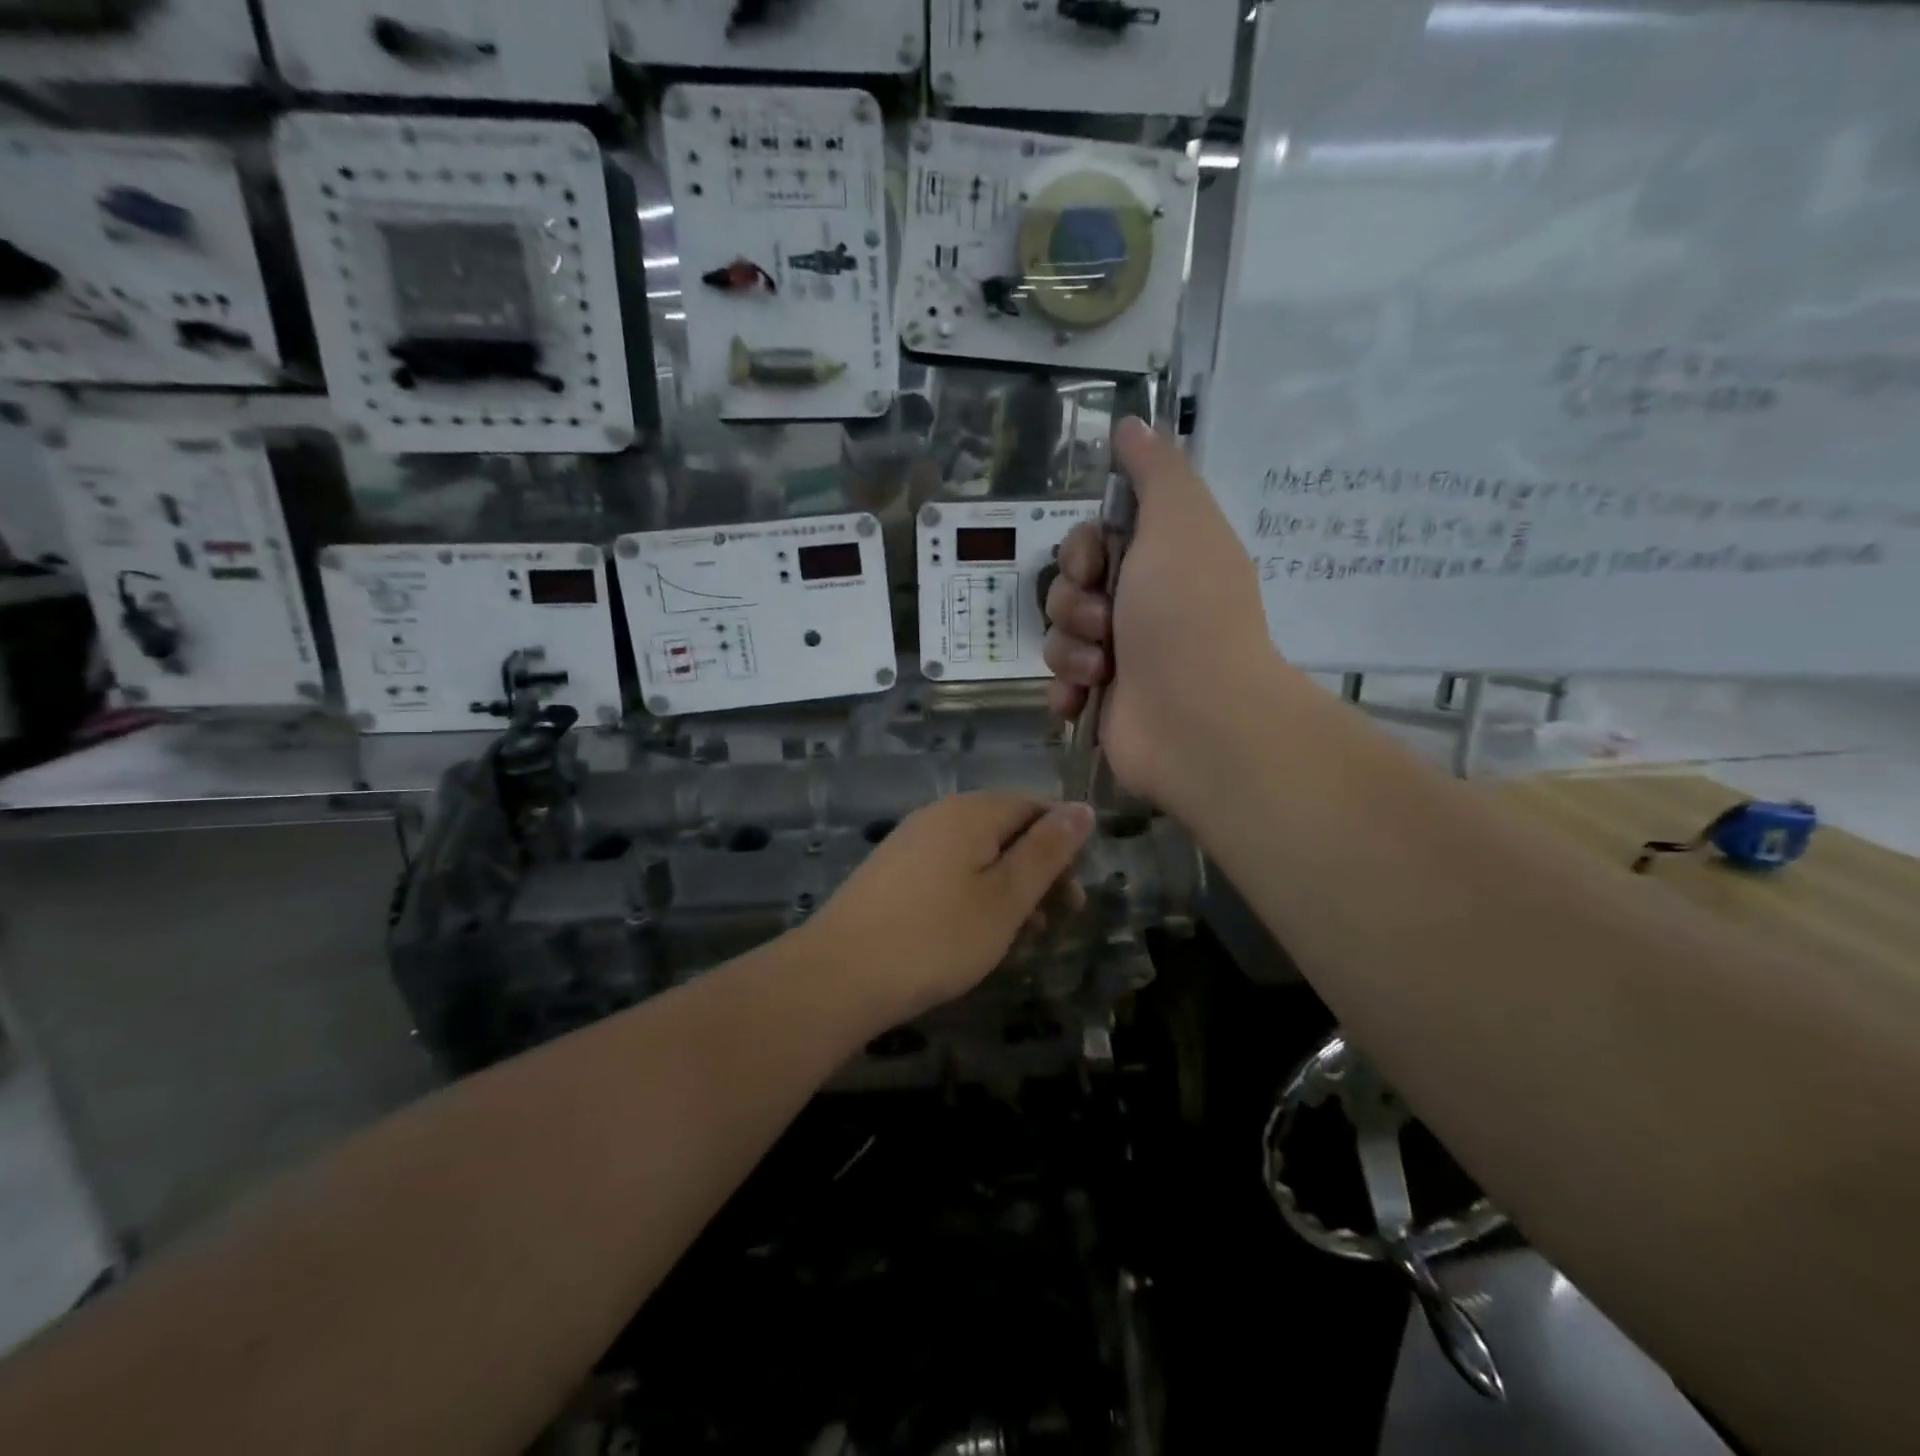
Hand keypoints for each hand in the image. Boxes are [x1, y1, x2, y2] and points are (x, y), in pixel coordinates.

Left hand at [807, 793, 1094, 1026]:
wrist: (840, 974)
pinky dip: (973, 897)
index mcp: (972, 811)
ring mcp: (911, 843)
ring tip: (1018, 938)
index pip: (1035, 807)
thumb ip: (1047, 851)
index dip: (1063, 846)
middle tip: (1052, 923)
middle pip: (1006, 830)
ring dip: (1007, 890)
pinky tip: (974, 936)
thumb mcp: (1006, 897)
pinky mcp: (893, 873)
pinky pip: (949, 873)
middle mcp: (940, 815)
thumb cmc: (937, 937)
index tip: (1073, 897)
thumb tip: (1082, 808)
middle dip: (1037, 872)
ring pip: (978, 856)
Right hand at [1044, 416, 1273, 811]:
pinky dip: (1067, 690)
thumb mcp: (1178, 521)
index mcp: (1159, 562)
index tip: (1094, 565)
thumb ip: (1154, 470)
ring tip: (1102, 669)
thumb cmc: (1186, 613)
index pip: (1091, 541)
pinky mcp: (1103, 702)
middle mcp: (1140, 606)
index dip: (1080, 550)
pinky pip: (1059, 683)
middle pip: (1067, 587)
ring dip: (1071, 649)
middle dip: (1073, 602)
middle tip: (1105, 622)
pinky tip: (1083, 699)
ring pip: (1058, 637)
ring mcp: (1121, 658)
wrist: (1196, 717)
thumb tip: (1131, 423)